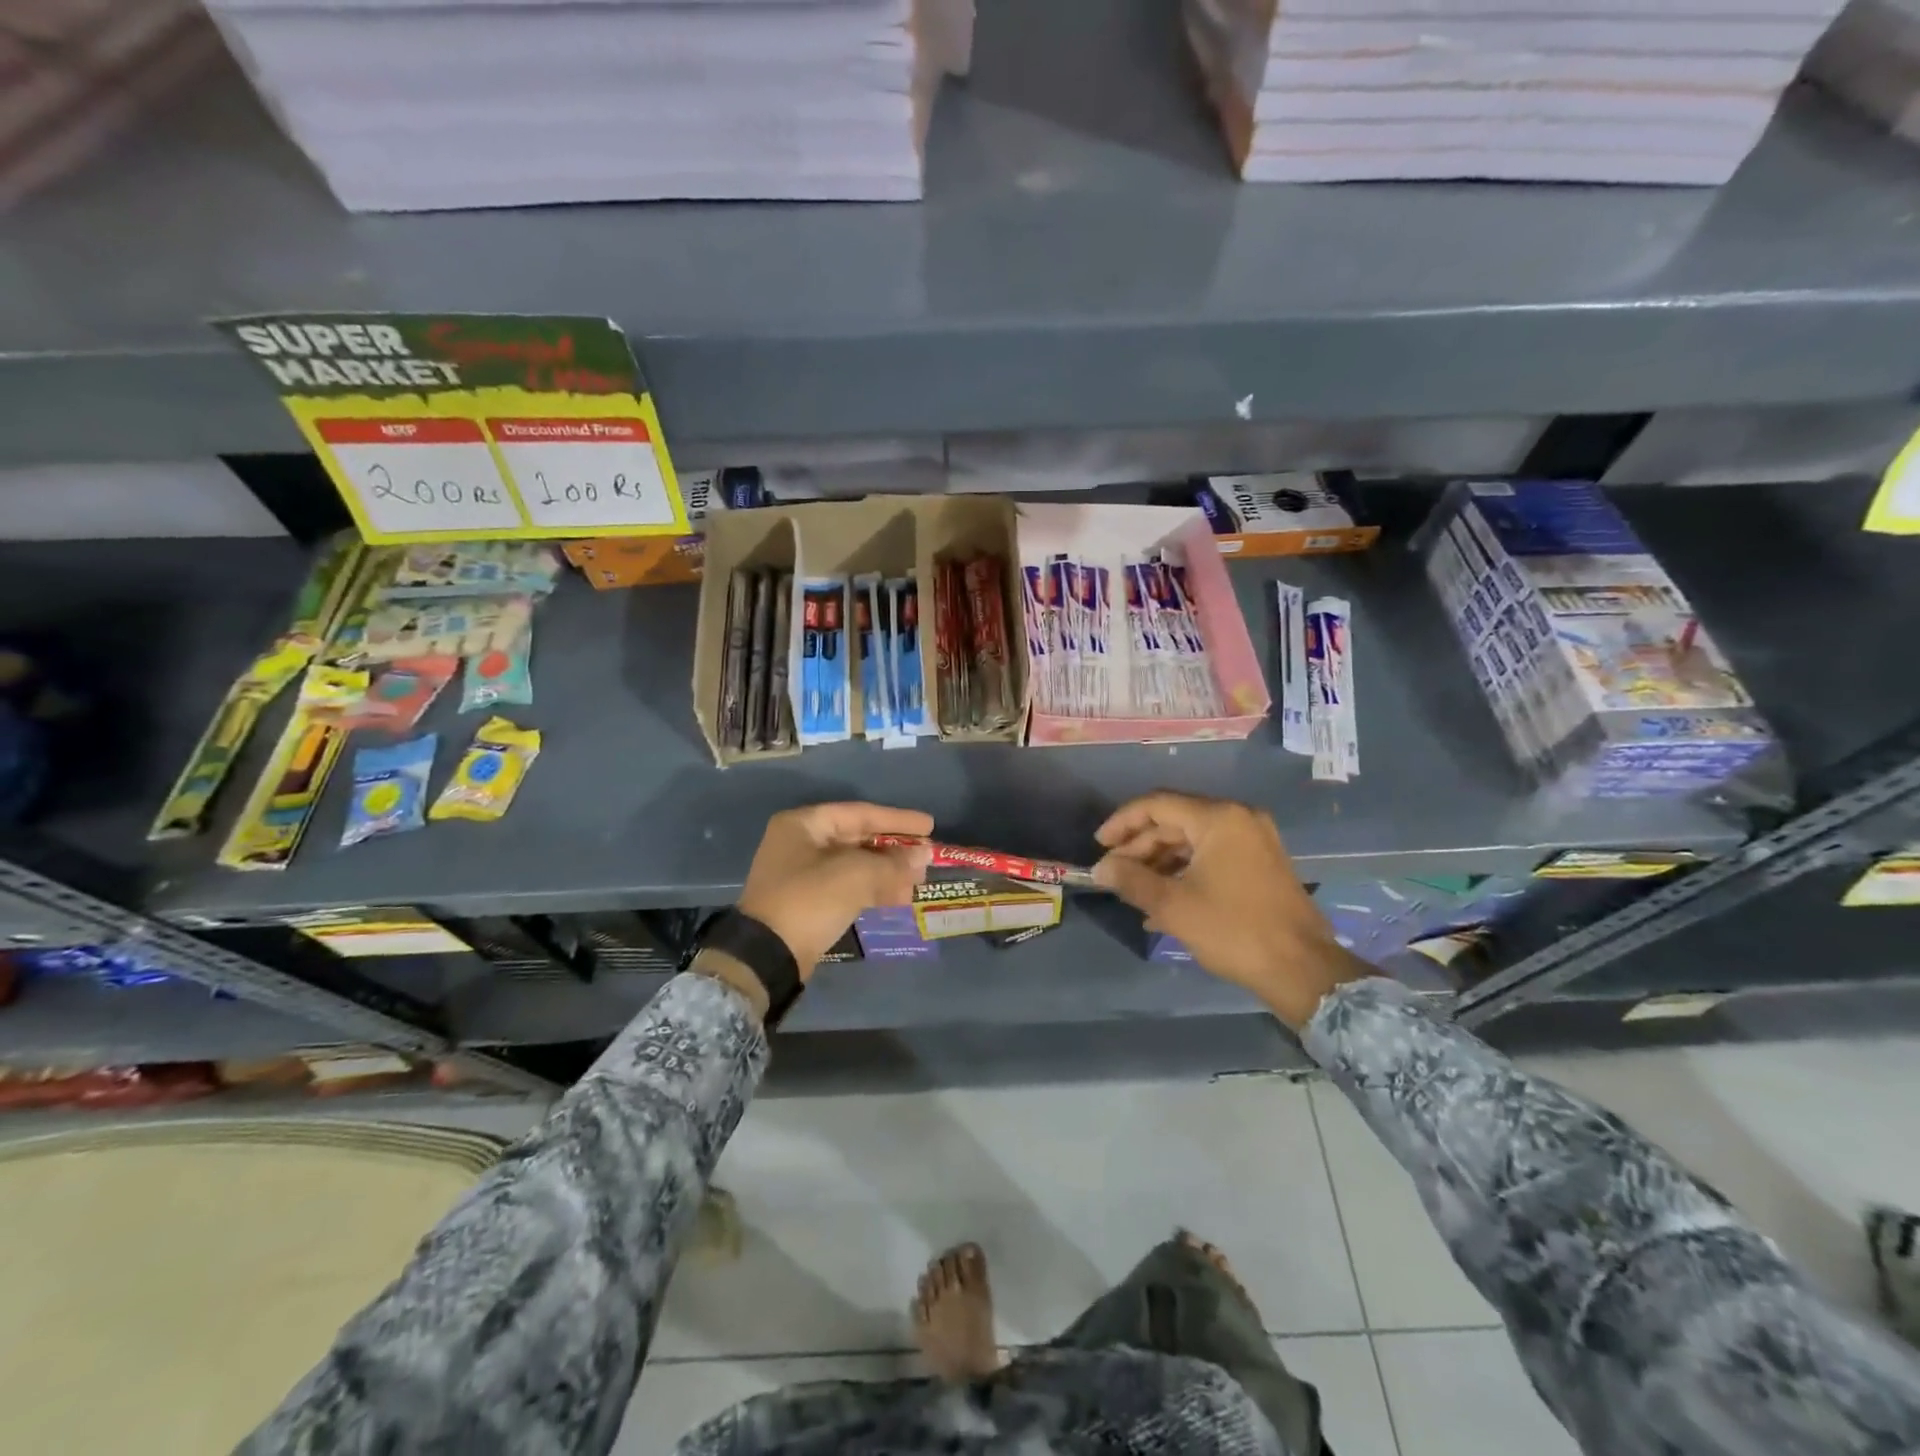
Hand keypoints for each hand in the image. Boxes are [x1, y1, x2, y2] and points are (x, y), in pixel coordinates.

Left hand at [737, 803, 933, 973]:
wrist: (767, 955)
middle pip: (858, 838)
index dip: (898, 820)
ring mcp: (802, 873)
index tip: (929, 826)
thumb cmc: (809, 900)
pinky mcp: (807, 901)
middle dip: (894, 849)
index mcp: (804, 824)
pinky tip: (898, 897)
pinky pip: (847, 885)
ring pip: (855, 864)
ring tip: (918, 881)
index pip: (860, 813)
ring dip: (887, 872)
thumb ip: (893, 863)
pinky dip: (873, 888)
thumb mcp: (856, 875)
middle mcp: (801, 842)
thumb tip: (924, 856)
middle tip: (926, 857)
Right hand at [1091, 791, 1371, 1028]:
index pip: (1157, 804)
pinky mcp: (1261, 863)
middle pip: (1175, 821)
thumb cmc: (1233, 930)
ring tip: (1134, 891)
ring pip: (1192, 841)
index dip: (1122, 822)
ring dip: (1159, 862)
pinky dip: (1184, 872)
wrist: (1303, 970)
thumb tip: (1100, 869)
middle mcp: (1239, 819)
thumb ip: (1130, 880)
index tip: (1098, 846)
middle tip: (1114, 873)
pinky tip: (1162, 902)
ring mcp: (1254, 841)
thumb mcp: (1173, 906)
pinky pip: (1211, 856)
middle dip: (1140, 846)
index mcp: (1219, 818)